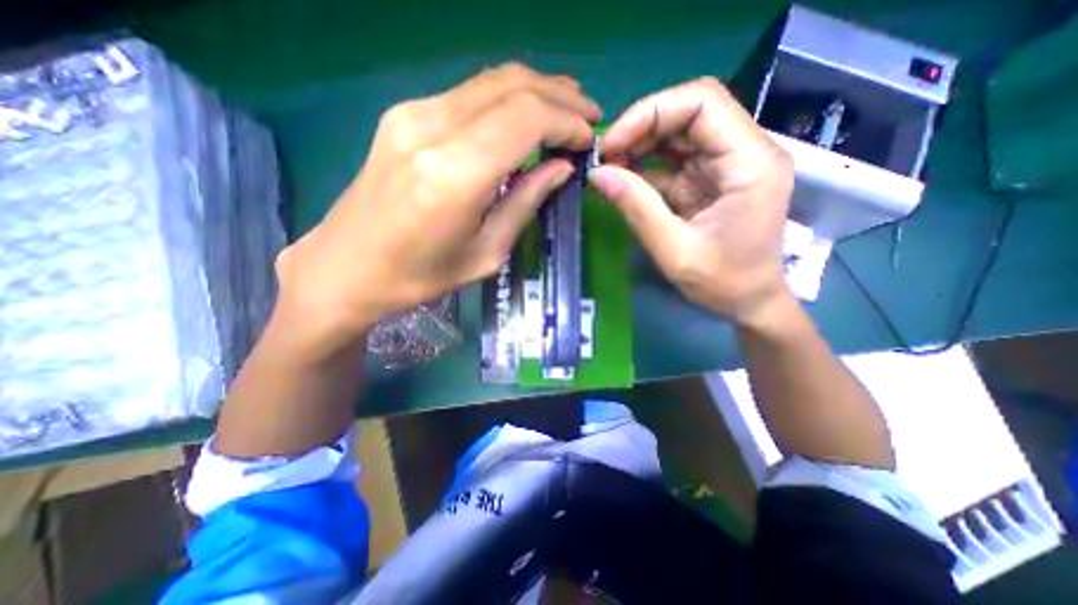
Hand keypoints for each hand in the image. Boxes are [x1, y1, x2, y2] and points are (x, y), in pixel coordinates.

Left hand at [274, 61, 601, 352]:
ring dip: (536, 90)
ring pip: (491, 81)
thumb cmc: (420, 276)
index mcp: (455, 173)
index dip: (566, 123)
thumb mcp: (485, 253)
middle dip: (560, 97)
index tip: (588, 141)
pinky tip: (524, 115)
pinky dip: (507, 98)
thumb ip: (525, 202)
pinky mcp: (403, 115)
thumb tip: (560, 168)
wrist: (346, 268)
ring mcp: (412, 114)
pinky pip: (469, 94)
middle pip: (512, 86)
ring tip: (567, 109)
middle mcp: (431, 128)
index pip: (526, 119)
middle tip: (588, 117)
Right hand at [587, 77, 792, 327]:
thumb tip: (596, 174)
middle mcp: (746, 151)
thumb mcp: (675, 251)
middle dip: (641, 127)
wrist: (750, 300)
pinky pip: (676, 156)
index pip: (703, 102)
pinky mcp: (712, 177)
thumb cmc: (723, 283)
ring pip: (681, 129)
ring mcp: (729, 162)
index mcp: (751, 163)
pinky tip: (626, 179)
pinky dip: (647, 163)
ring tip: (611, 167)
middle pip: (690, 110)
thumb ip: (637, 209)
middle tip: (606, 157)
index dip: (650, 113)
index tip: (612, 145)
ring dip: (641, 143)